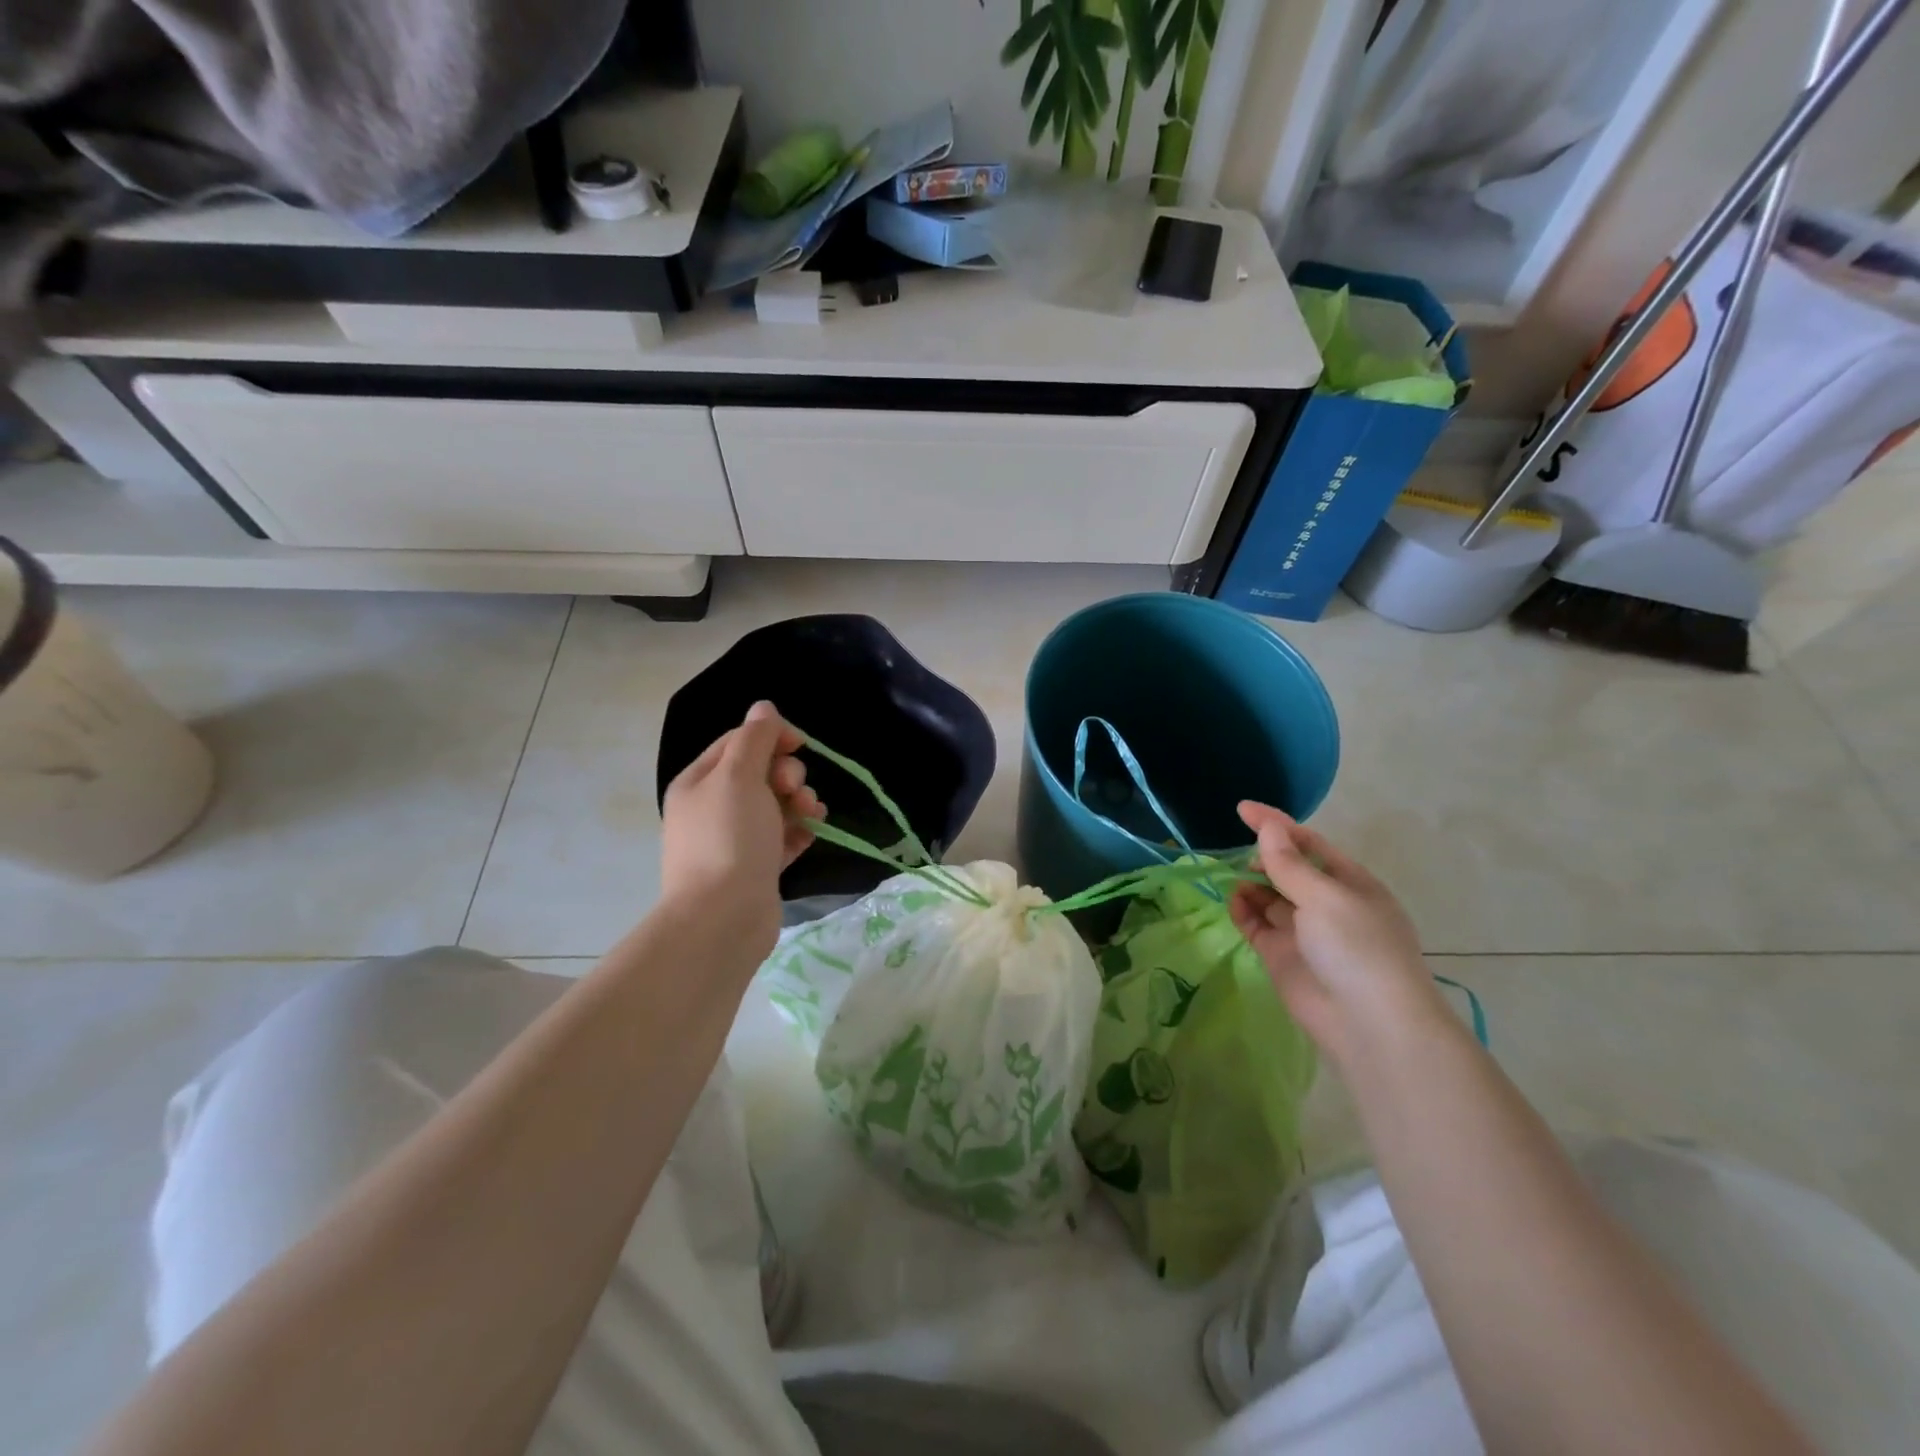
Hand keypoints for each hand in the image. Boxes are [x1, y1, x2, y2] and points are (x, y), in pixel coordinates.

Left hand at [660, 702, 821, 956]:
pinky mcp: (755, 867)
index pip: (738, 742)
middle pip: (760, 773)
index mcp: (700, 782)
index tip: (800, 744)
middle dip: (787, 774)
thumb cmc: (729, 837)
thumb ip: (755, 738)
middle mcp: (713, 807)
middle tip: (794, 790)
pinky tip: (813, 832)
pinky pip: (783, 837)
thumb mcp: (739, 776)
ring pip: (776, 805)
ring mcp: (734, 840)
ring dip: (799, 802)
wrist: (723, 918)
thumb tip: (763, 707)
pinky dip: (799, 831)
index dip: (771, 737)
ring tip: (811, 814)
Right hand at [1228, 802, 1451, 1070]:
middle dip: (1263, 857)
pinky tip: (1234, 901)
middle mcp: (1328, 904)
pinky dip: (1243, 910)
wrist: (1369, 1025)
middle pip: (1288, 869)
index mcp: (1351, 883)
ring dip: (1251, 884)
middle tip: (1239, 854)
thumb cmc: (1358, 948)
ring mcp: (1304, 931)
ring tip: (1234, 879)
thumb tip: (1268, 828)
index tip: (1242, 809)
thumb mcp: (1326, 897)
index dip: (1277, 824)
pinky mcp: (1282, 956)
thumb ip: (1289, 863)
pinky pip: (1257, 924)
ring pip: (1270, 896)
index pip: (1309, 844)